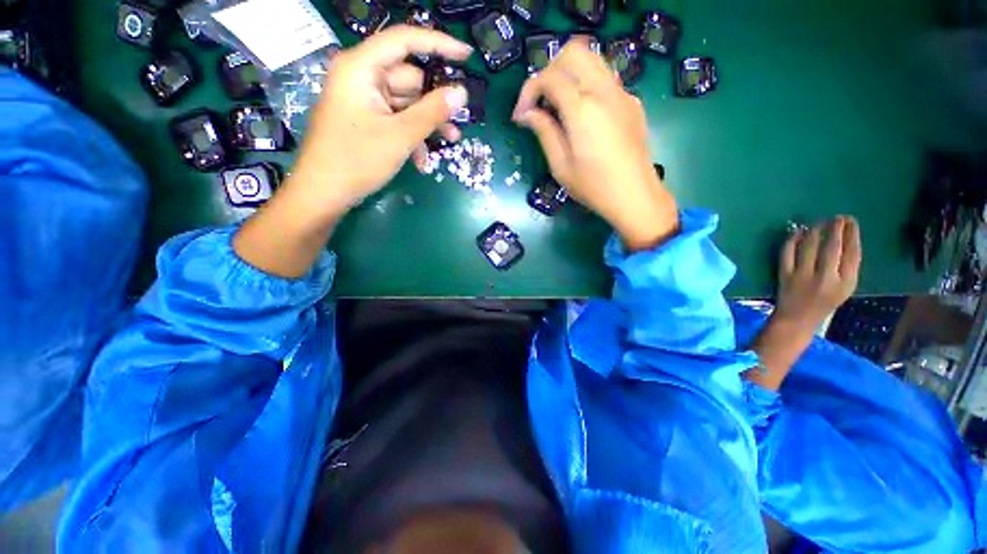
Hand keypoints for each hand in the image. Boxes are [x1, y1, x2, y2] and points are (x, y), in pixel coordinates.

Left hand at [291, 25, 471, 214]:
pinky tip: (421, 160)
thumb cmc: (357, 160)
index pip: (404, 40)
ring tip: (450, 142)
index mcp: (361, 68)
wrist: (324, 193)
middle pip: (409, 78)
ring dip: (427, 124)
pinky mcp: (366, 119)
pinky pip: (396, 120)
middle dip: (434, 102)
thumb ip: (433, 112)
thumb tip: (461, 93)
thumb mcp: (400, 135)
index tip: (466, 56)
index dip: (438, 44)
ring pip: (407, 103)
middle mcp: (362, 77)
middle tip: (458, 120)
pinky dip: (412, 137)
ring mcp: (363, 100)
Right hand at [512, 40, 676, 250]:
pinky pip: (605, 78)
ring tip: (558, 105)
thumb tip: (527, 114)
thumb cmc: (594, 187)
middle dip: (548, 72)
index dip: (528, 92)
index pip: (549, 77)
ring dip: (568, 74)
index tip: (520, 117)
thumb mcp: (561, 165)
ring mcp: (621, 93)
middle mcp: (603, 91)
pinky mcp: (631, 102)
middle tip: (539, 102)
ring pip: (592, 59)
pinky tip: (581, 115)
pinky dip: (586, 85)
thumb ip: (544, 132)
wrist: (635, 195)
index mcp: (582, 109)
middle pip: (573, 53)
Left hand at [775, 216, 861, 331]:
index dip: (852, 234)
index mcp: (845, 282)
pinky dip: (793, 239)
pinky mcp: (785, 275)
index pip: (852, 252)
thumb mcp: (845, 288)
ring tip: (819, 223)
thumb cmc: (824, 302)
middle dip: (835, 228)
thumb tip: (846, 237)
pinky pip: (788, 252)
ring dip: (815, 230)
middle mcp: (826, 278)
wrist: (797, 318)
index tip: (851, 221)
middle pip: (832, 246)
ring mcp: (803, 276)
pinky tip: (798, 232)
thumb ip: (848, 266)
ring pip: (810, 246)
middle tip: (836, 217)